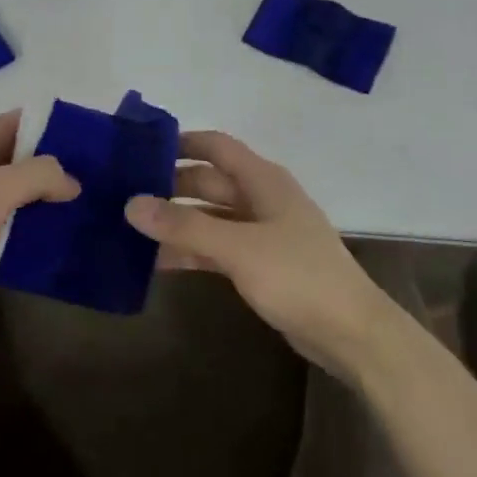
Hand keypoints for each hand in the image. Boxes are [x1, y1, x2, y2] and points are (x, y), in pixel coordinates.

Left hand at [0, 111, 79, 339]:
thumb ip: (39, 175)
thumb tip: (73, 179)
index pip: (28, 121)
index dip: (61, 132)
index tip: (99, 151)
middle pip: (25, 158)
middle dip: (59, 172)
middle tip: (101, 190)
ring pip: (18, 193)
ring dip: (45, 205)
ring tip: (88, 217)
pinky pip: (6, 222)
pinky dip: (27, 230)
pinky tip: (57, 242)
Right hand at [125, 131, 396, 375]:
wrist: (352, 334)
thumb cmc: (298, 277)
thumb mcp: (238, 248)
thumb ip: (184, 226)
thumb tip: (132, 204)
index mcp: (263, 181)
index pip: (216, 146)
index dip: (181, 142)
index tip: (140, 148)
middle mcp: (262, 199)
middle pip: (209, 181)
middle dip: (170, 185)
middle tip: (124, 193)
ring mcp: (262, 233)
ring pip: (210, 217)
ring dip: (177, 221)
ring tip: (131, 227)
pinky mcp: (261, 264)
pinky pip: (217, 247)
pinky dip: (191, 250)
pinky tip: (158, 262)